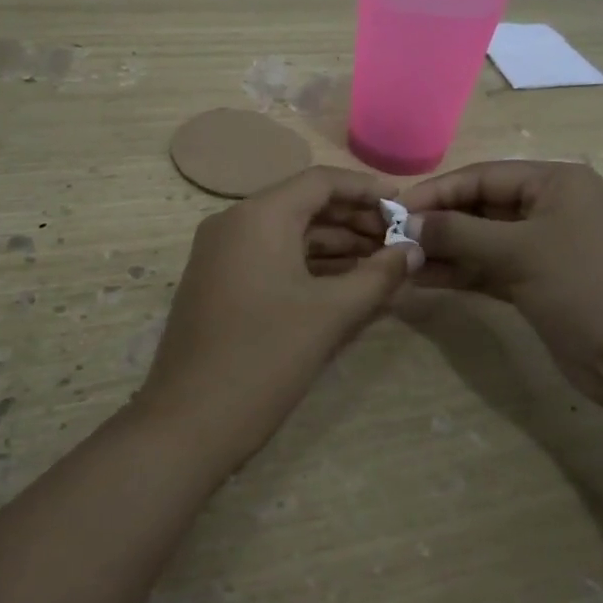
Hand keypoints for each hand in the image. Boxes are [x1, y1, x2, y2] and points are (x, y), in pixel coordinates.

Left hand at [135, 167, 418, 464]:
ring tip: (383, 262)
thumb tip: (414, 249)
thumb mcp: (330, 315)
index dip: (367, 190)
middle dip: (354, 220)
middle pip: (304, 204)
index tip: (405, 206)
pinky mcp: (219, 281)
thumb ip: (378, 276)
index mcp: (258, 216)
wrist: (188, 422)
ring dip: (335, 244)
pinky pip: (271, 257)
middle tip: (399, 241)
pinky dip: (309, 264)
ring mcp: (222, 252)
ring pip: (288, 233)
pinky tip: (346, 282)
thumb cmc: (265, 358)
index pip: (320, 181)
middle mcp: (234, 222)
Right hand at [400, 161, 602, 407]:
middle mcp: (551, 208)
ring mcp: (546, 249)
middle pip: (481, 207)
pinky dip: (461, 274)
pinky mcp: (540, 284)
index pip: (483, 176)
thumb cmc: (588, 287)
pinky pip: (491, 270)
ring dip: (444, 251)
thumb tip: (407, 224)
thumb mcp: (521, 252)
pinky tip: (424, 280)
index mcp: (556, 182)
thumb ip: (459, 234)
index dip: (437, 191)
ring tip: (398, 262)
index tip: (393, 209)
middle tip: (391, 239)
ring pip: (483, 242)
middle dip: (438, 223)